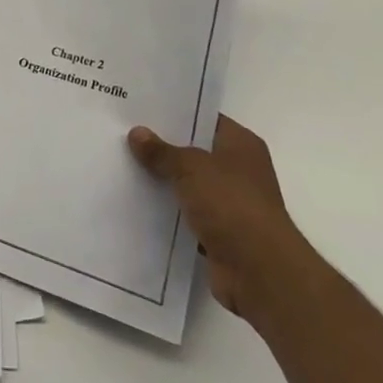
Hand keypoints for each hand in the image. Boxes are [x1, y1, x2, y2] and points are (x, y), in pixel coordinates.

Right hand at [128, 114, 313, 318]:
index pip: (204, 119)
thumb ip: (162, 151)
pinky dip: (167, 213)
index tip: (141, 110)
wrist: (259, 272)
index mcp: (241, 145)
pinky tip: (136, 204)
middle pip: (194, 152)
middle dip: (163, 148)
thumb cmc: (231, 205)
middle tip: (124, 135)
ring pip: (188, 185)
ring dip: (163, 183)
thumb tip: (136, 133)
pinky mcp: (219, 233)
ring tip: (122, 167)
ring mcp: (230, 204)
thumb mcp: (191, 168)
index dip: (175, 114)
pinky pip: (186, 215)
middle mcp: (239, 171)